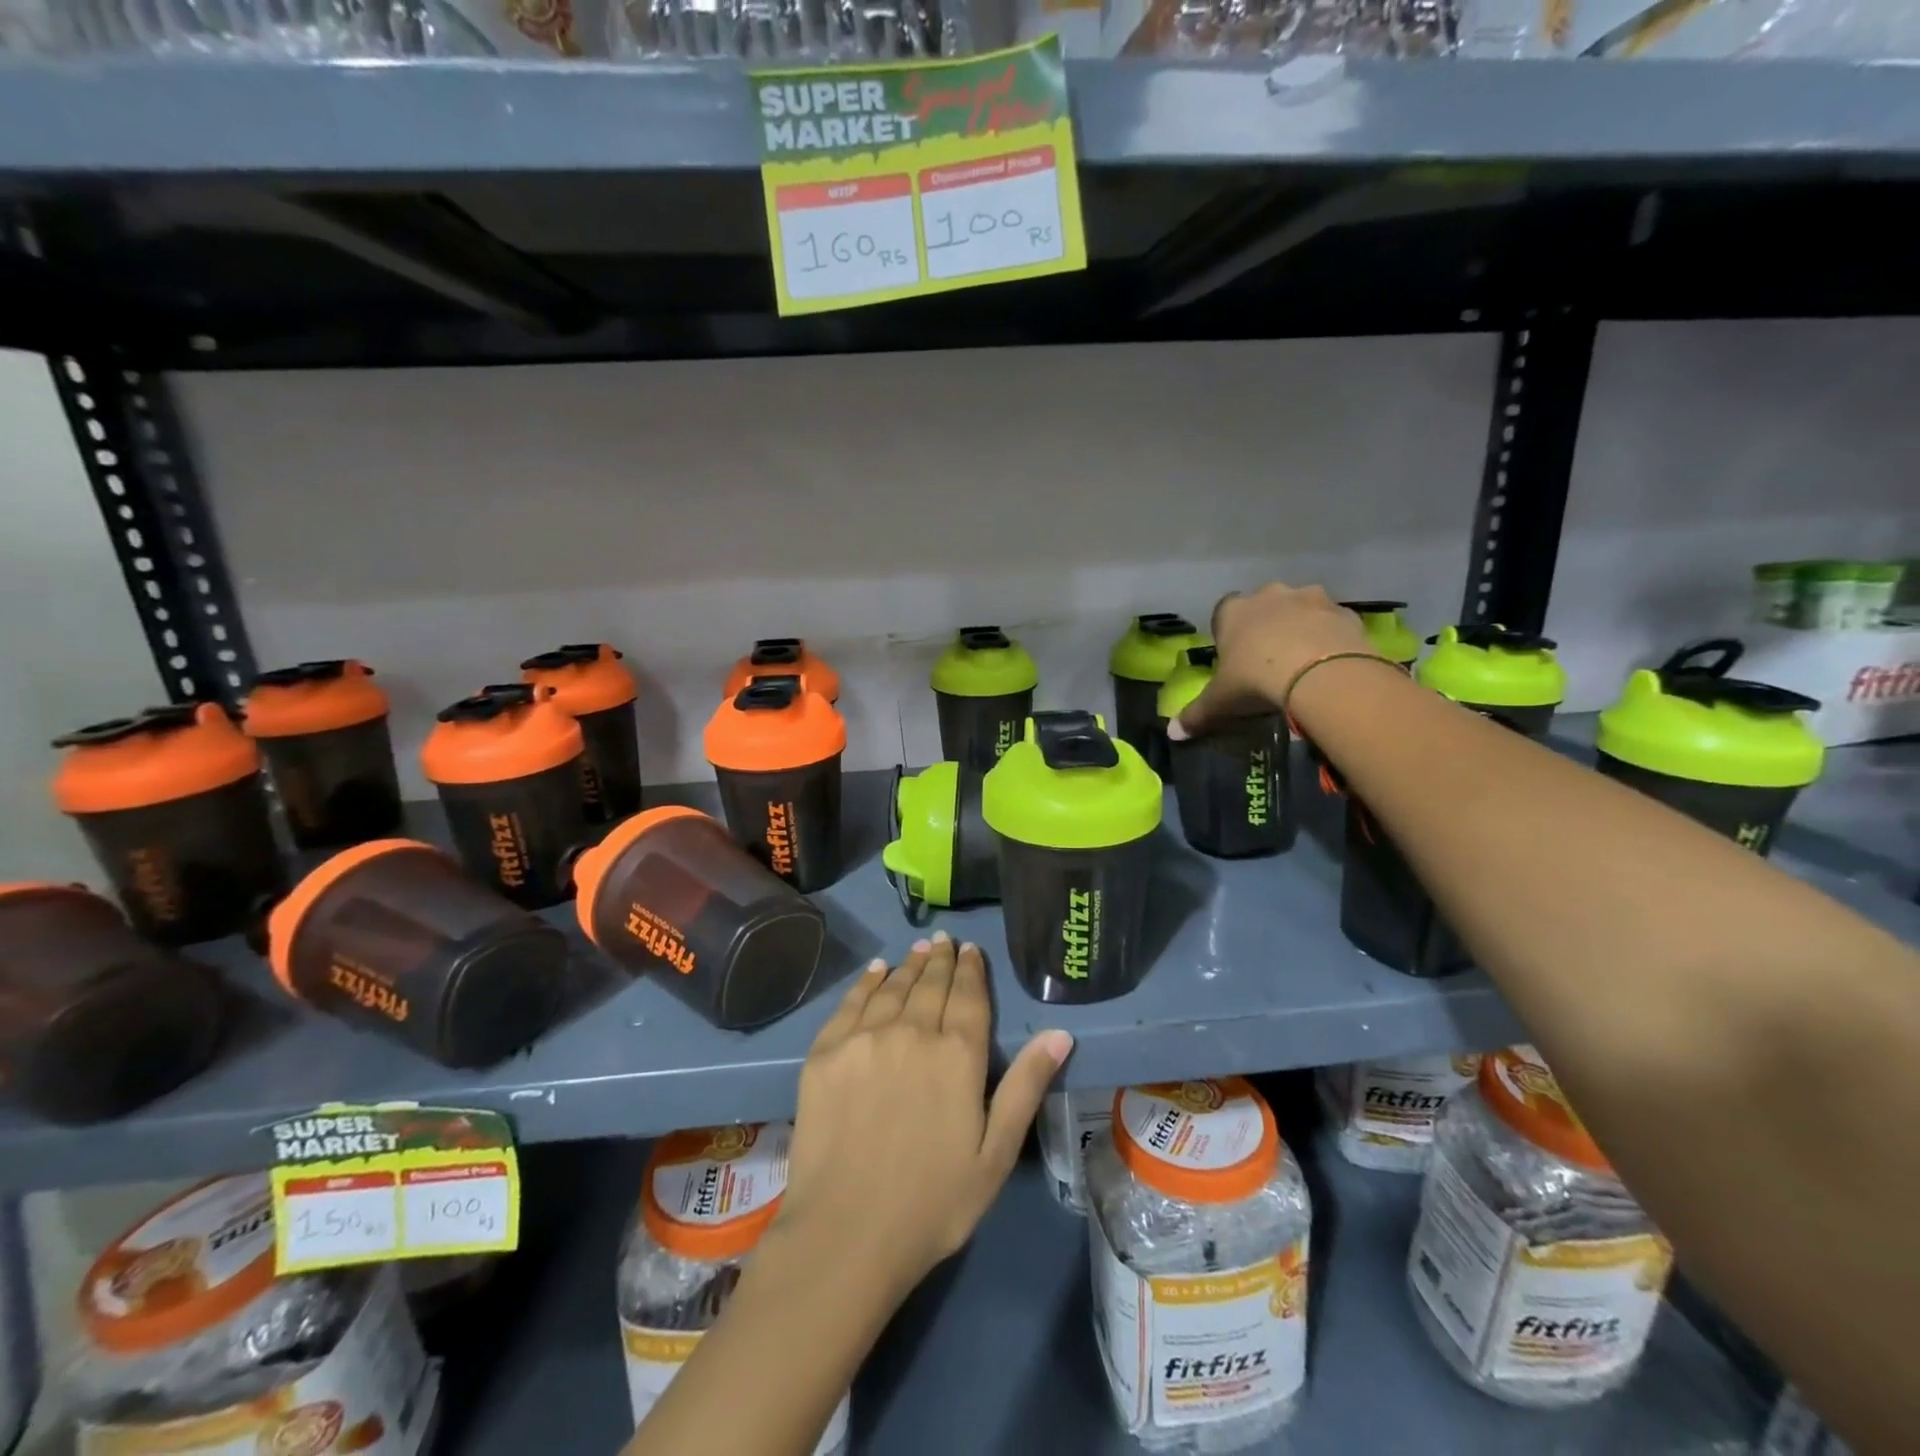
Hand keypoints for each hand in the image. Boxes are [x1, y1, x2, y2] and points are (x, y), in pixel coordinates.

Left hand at [773, 933, 1071, 1299]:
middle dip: (940, 959)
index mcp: (957, 1054)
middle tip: (944, 941)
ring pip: (893, 987)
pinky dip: (867, 981)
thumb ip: (1026, 1086)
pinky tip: (876, 970)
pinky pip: (851, 1002)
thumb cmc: (933, 1202)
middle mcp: (912, 1031)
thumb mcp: (995, 1153)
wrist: (846, 1233)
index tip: (971, 949)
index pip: (968, 995)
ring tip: (918, 949)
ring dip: (909, 965)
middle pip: (930, 983)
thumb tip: (1060, 1032)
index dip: (971, 969)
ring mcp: (865, 1038)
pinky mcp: (826, 1051)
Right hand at [1169, 582, 1380, 739]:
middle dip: (1266, 627)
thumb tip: (1173, 733)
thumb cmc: (1256, 679)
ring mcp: (1310, 598)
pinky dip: (1330, 638)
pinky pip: (1332, 623)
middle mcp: (1270, 594)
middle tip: (1269, 661)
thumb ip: (1195, 714)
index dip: (1228, 634)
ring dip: (1300, 628)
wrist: (1320, 673)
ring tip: (1303, 663)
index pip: (1223, 613)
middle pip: (1264, 606)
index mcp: (1233, 610)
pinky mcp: (1344, 611)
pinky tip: (1329, 664)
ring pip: (1301, 609)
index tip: (1234, 658)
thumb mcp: (1220, 702)